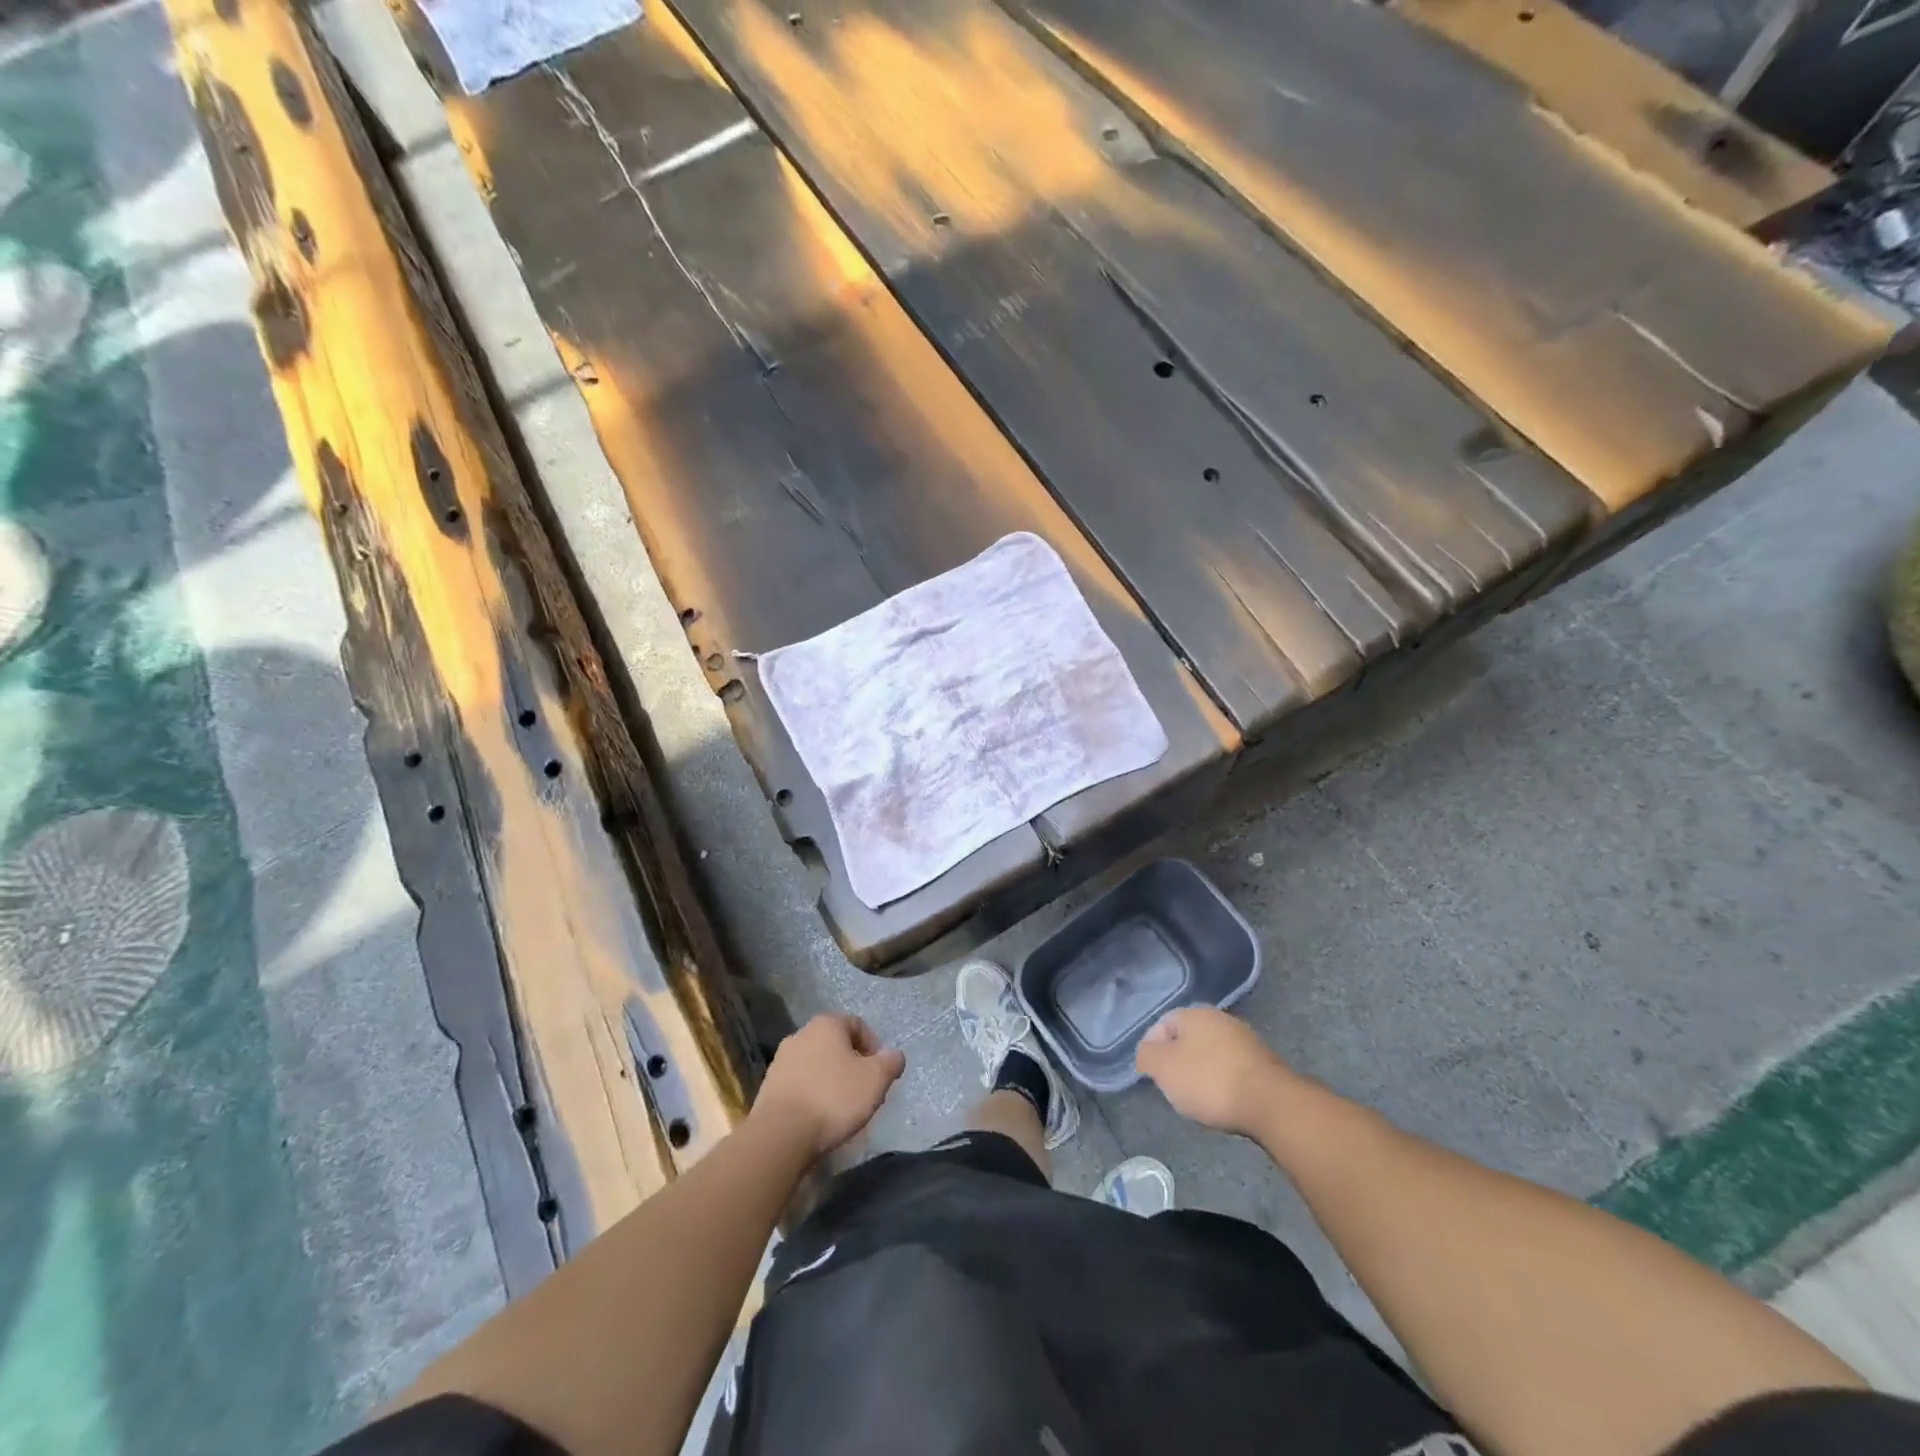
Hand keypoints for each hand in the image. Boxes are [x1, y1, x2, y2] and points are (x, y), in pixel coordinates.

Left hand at [751, 1013, 905, 1157]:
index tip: (880, 1073)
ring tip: (842, 1108)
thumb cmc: (833, 1098)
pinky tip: (819, 1117)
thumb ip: (890, 1062)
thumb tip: (894, 1055)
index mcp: (826, 1024)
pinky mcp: (768, 1087)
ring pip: (816, 1065)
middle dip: (852, 1064)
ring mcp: (781, 1061)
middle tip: (864, 1090)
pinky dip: (812, 1095)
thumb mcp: (875, 1079)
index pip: (857, 1025)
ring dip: (831, 1080)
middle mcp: (800, 1034)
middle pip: (835, 1044)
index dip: (874, 1047)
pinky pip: (800, 1085)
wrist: (781, 1135)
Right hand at [1136, 1006, 1293, 1137]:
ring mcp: (1245, 1039)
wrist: (1270, 1103)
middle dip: (1178, 1062)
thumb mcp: (1163, 1068)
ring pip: (1211, 1054)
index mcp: (1194, 1013)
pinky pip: (1232, 1069)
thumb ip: (1146, 1055)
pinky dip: (1223, 1083)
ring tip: (1198, 1099)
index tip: (1152, 1076)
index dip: (1152, 1050)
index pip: (1162, 1025)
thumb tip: (1146, 1052)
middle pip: (1188, 1039)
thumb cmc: (1209, 1081)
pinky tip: (1223, 1101)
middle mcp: (1220, 1018)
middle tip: (1174, 1087)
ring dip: (1201, 1073)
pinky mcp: (1263, 1063)